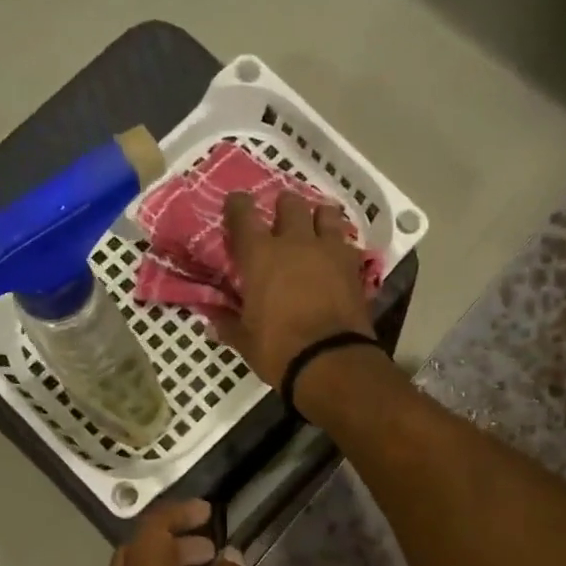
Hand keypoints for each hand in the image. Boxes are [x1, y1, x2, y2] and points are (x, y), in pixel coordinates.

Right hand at [211, 192, 373, 386]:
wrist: (331, 361)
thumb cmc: (278, 349)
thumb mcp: (245, 340)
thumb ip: (228, 324)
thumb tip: (212, 320)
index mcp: (260, 255)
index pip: (244, 214)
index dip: (237, 205)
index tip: (235, 204)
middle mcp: (295, 242)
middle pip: (290, 204)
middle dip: (283, 206)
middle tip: (279, 219)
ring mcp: (329, 250)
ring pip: (326, 213)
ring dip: (318, 217)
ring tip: (314, 228)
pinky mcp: (354, 266)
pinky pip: (346, 242)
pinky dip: (339, 244)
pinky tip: (335, 255)